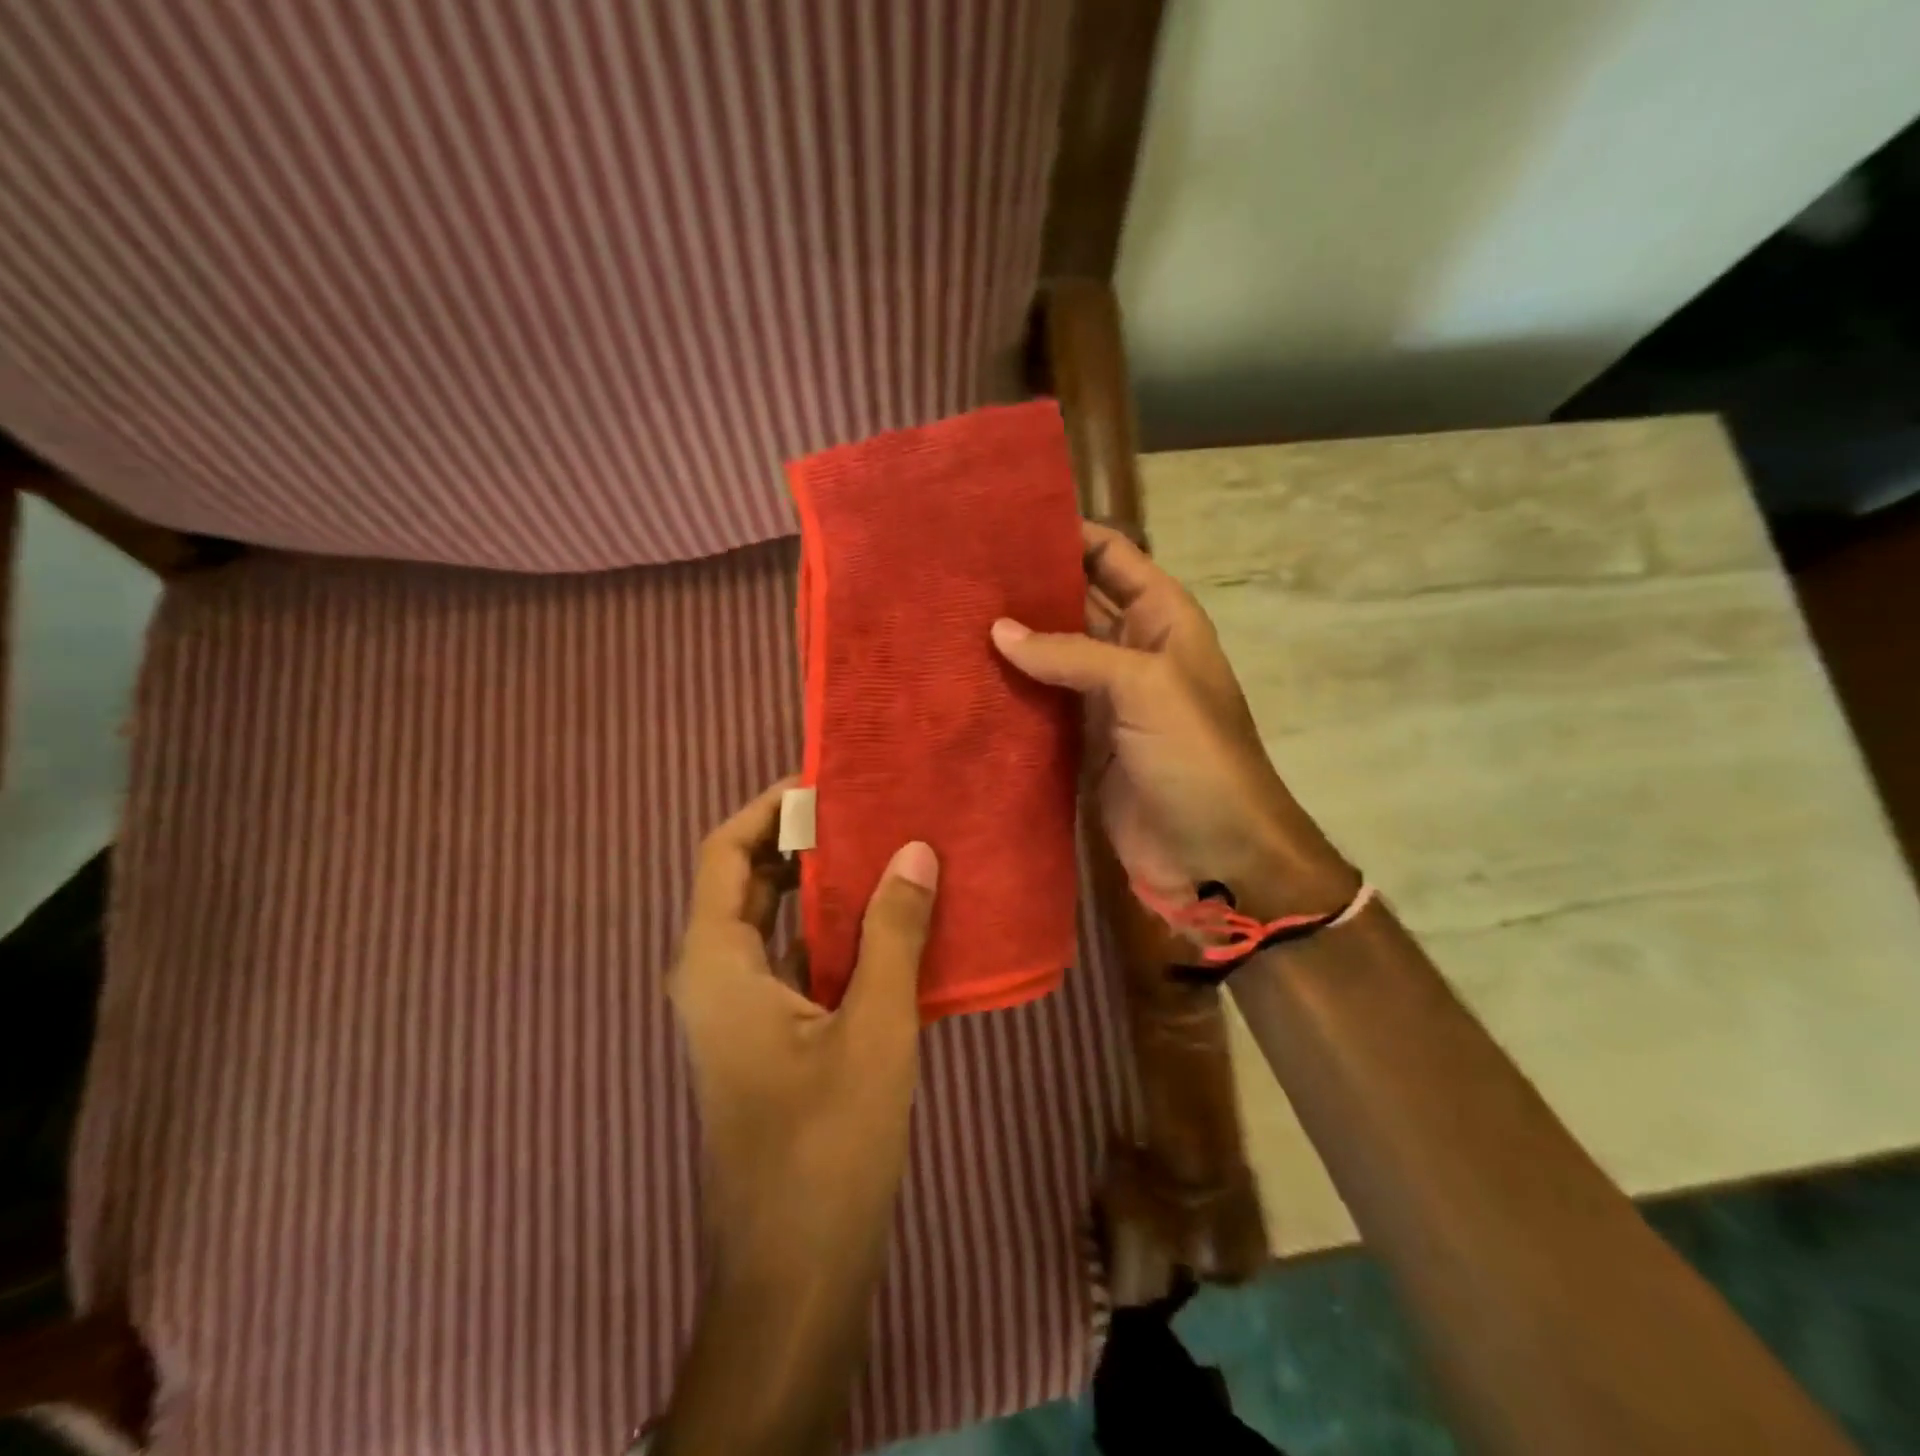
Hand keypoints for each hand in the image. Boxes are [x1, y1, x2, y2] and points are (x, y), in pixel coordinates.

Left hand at [670, 778, 938, 1286]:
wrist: (794, 1273)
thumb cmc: (825, 1145)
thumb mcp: (872, 1028)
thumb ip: (891, 933)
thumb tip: (914, 849)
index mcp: (716, 963)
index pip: (725, 851)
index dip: (770, 808)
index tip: (829, 784)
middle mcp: (713, 976)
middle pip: (745, 879)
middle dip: (799, 839)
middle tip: (867, 810)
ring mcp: (736, 1009)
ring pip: (768, 920)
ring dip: (817, 884)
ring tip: (882, 850)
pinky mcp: (764, 1035)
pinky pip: (788, 957)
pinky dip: (826, 928)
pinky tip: (884, 921)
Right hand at [991, 521, 1349, 920]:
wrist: (1215, 856)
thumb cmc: (1196, 758)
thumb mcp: (1145, 688)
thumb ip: (1073, 653)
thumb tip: (998, 631)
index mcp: (1160, 619)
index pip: (1111, 555)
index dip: (1065, 534)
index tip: (1000, 525)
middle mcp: (1129, 650)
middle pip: (1072, 603)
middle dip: (1024, 590)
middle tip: (956, 577)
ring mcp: (1103, 700)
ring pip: (1049, 657)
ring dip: (1010, 644)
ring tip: (946, 623)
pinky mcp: (1080, 744)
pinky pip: (1040, 708)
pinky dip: (1009, 696)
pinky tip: (964, 684)